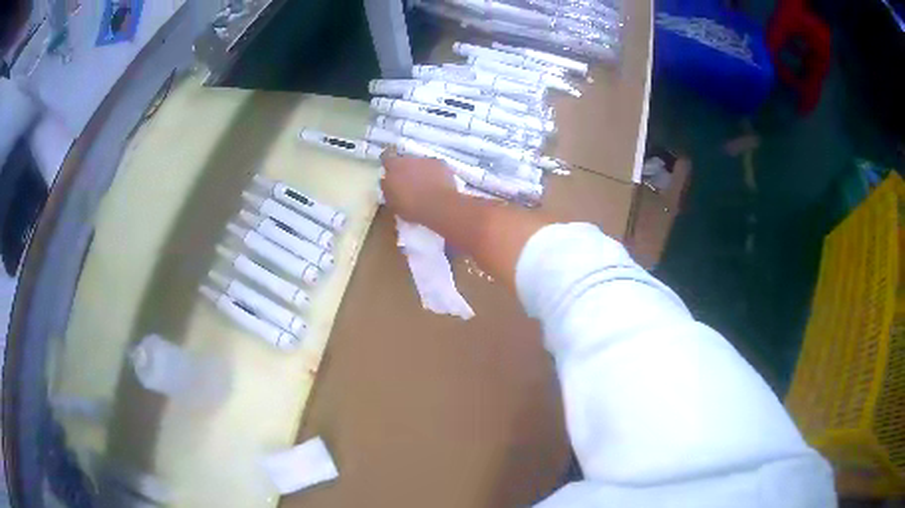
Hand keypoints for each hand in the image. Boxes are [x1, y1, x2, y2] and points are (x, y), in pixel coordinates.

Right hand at [380, 150, 457, 223]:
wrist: (438, 206)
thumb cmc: (411, 207)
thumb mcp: (391, 202)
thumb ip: (388, 188)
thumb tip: (387, 182)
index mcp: (394, 166)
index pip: (387, 157)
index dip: (389, 164)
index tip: (390, 172)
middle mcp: (410, 158)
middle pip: (405, 159)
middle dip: (406, 168)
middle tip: (408, 182)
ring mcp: (427, 159)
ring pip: (420, 162)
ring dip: (421, 170)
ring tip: (425, 184)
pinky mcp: (441, 163)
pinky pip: (435, 166)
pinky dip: (435, 173)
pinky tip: (437, 184)